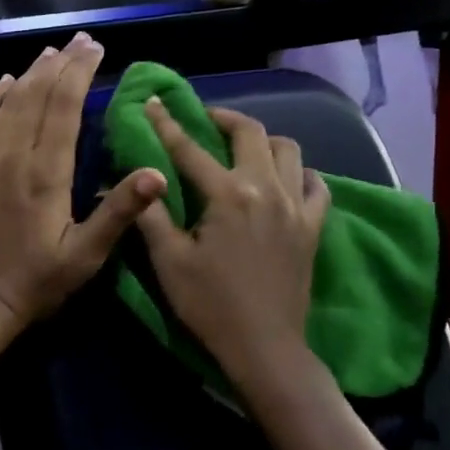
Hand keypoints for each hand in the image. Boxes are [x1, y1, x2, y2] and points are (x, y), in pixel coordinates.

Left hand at [0, 34, 165, 330]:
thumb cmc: (36, 282)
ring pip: (7, 103)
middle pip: (36, 96)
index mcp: (46, 174)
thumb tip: (156, 172)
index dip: (80, 73)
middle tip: (79, 41)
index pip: (64, 108)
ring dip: (29, 74)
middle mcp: (13, 156)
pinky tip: (3, 82)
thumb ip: (118, 212)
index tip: (94, 48)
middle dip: (60, 64)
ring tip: (49, 52)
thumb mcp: (86, 256)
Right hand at [135, 99, 330, 392]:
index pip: (190, 148)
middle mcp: (266, 189)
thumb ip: (151, 215)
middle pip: (251, 133)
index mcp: (227, 195)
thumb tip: (133, 180)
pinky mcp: (312, 227)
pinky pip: (316, 185)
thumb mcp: (168, 261)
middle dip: (224, 118)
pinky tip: (285, 180)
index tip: (154, 101)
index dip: (167, 123)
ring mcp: (296, 207)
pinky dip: (300, 173)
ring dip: (263, 141)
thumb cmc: (209, 305)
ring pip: (289, 150)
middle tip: (205, 120)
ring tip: (243, 149)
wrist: (264, 347)